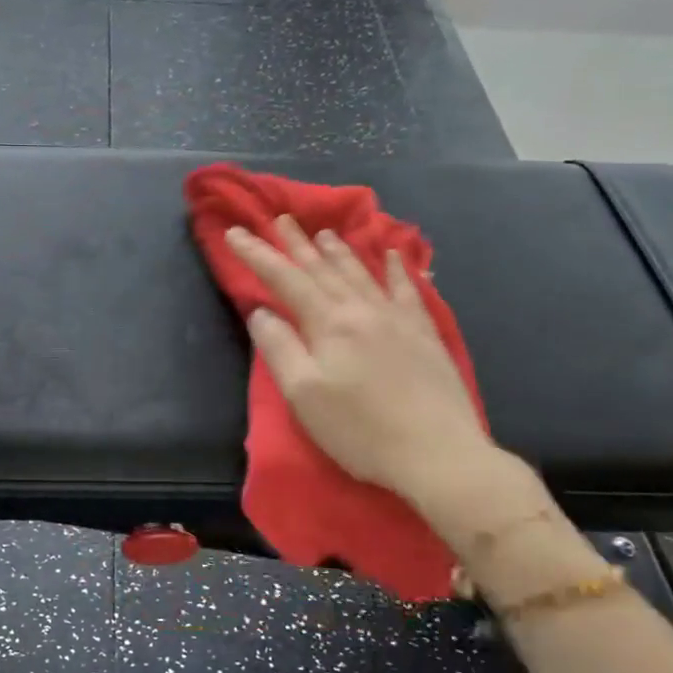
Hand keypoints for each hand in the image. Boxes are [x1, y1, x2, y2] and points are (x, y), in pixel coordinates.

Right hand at [225, 217, 493, 502]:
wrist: (438, 454)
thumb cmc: (360, 429)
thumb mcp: (304, 394)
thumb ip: (279, 348)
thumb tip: (261, 311)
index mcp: (329, 323)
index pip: (285, 280)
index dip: (257, 255)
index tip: (234, 233)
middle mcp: (363, 310)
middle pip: (323, 269)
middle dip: (297, 244)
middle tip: (280, 219)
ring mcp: (398, 319)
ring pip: (361, 274)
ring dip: (339, 252)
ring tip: (324, 233)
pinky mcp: (424, 334)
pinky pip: (407, 290)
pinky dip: (397, 269)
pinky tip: (393, 255)